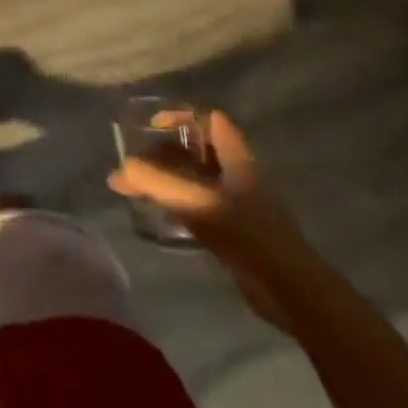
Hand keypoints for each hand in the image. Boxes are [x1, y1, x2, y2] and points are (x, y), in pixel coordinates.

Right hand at [108, 110, 309, 329]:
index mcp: (236, 158)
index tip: (152, 127)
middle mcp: (237, 175)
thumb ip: (153, 181)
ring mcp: (236, 204)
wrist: (288, 290)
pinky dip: (174, 204)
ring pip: (194, 179)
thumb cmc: (245, 232)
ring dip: (166, 179)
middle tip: (133, 164)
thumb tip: (119, 171)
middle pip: (196, 150)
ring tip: (134, 188)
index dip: (181, 117)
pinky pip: (196, 206)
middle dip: (162, 152)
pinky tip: (155, 214)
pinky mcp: (232, 232)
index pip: (210, 120)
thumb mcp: (194, 199)